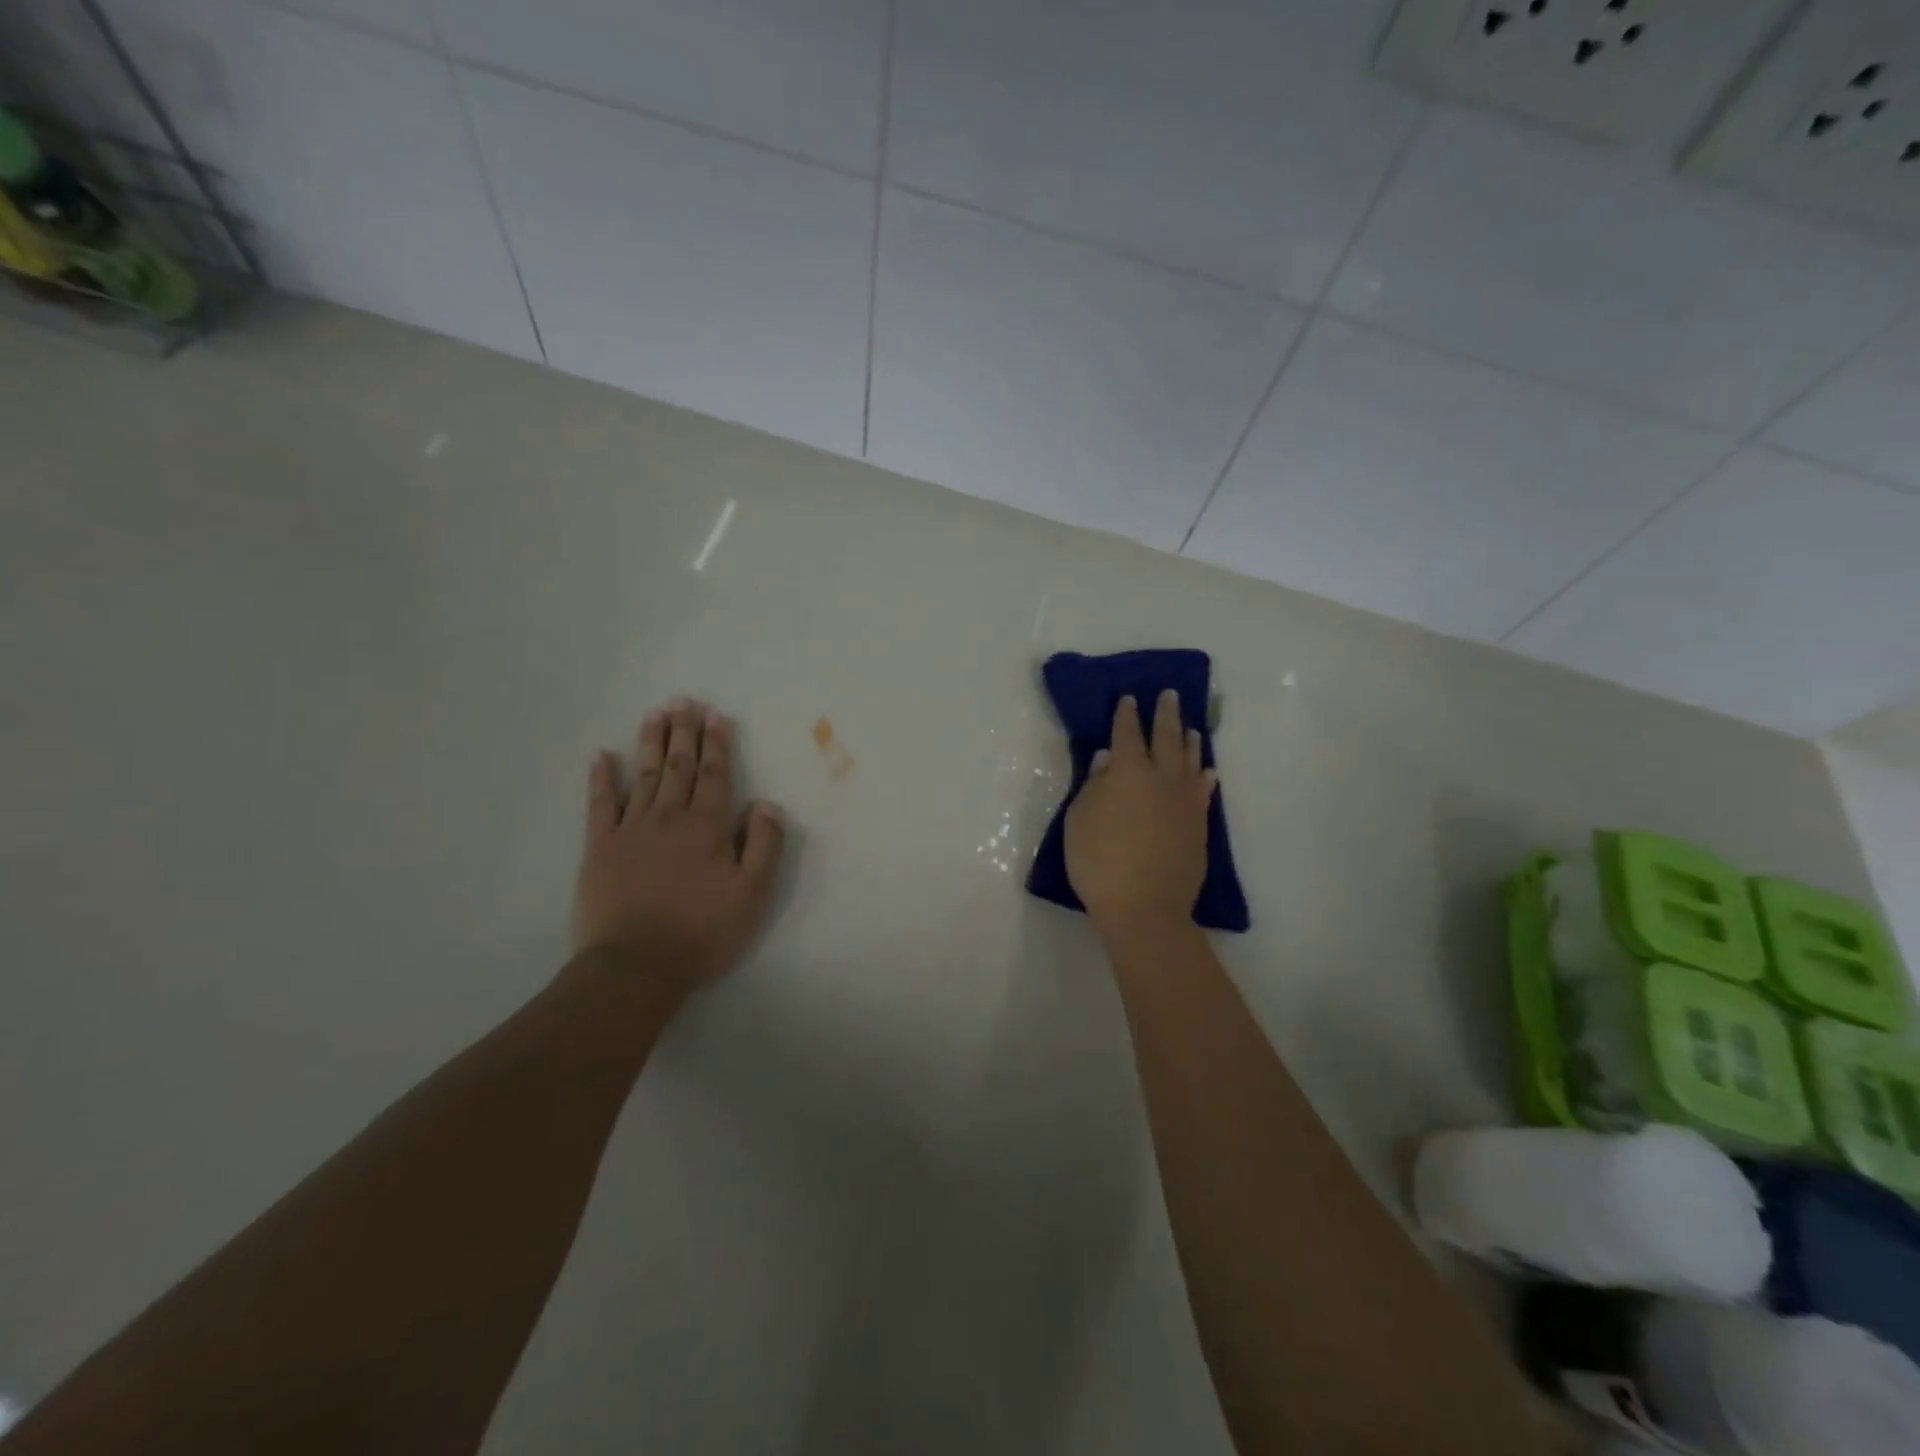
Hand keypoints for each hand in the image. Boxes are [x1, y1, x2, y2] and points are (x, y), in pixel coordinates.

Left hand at [573, 697, 786, 990]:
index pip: (715, 776)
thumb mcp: (752, 895)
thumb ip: (765, 846)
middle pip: (678, 766)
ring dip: (650, 742)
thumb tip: (767, 804)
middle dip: (684, 732)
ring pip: (643, 775)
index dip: (717, 745)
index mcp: (707, 827)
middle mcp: (669, 818)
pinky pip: (600, 804)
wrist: (636, 966)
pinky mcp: (600, 848)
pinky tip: (602, 756)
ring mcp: (631, 830)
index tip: (716, 716)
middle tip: (684, 700)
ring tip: (655, 714)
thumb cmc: (702, 932)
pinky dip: (601, 778)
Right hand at [1065, 690, 1216, 946]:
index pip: (1127, 734)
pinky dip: (1204, 777)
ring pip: (1190, 761)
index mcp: (1128, 772)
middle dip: (1165, 715)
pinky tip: (1207, 771)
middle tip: (1169, 695)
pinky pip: (1203, 792)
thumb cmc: (1099, 862)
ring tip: (1190, 726)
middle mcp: (1161, 778)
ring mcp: (1185, 802)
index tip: (1129, 699)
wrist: (1144, 907)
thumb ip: (1094, 785)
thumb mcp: (1080, 820)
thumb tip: (1107, 759)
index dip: (1126, 716)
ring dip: (1189, 740)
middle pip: (1166, 738)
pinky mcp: (1198, 825)